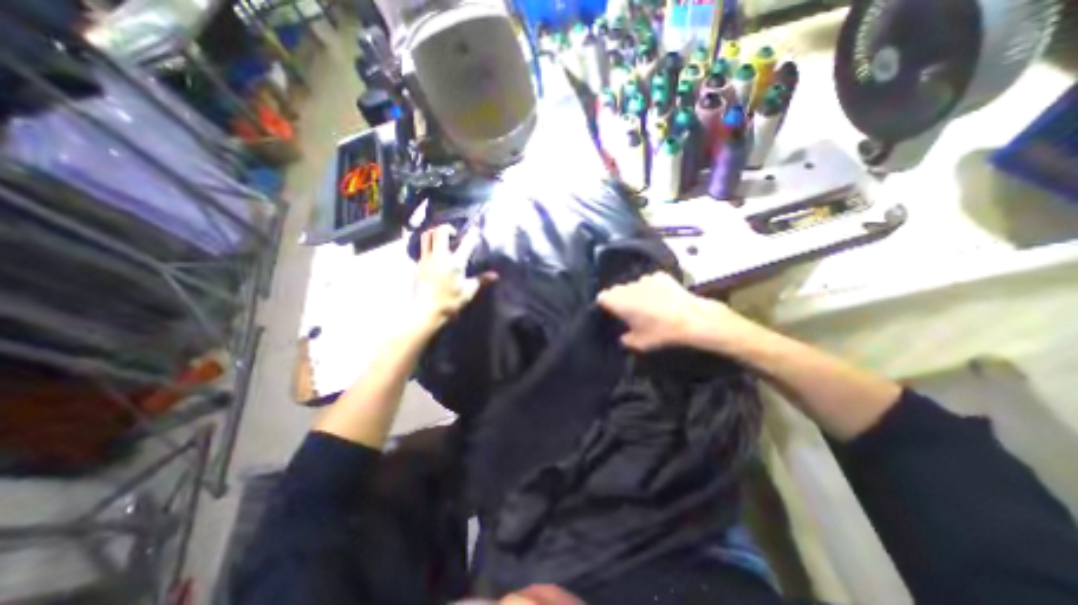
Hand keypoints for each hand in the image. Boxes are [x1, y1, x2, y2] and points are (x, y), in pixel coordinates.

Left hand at [412, 225, 493, 334]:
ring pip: (427, 236)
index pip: (466, 244)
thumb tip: (495, 275)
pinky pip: (422, 247)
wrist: (425, 311)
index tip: (476, 230)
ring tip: (442, 239)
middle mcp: (440, 257)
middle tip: (454, 234)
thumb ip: (481, 280)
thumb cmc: (450, 302)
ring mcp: (426, 259)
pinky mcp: (418, 264)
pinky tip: (434, 253)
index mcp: (455, 263)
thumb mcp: (468, 292)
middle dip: (448, 228)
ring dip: (435, 233)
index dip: (472, 235)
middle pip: (440, 231)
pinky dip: (428, 244)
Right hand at [597, 271, 740, 351]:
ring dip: (636, 293)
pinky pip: (650, 282)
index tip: (612, 314)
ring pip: (633, 285)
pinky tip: (662, 298)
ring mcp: (645, 278)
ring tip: (648, 305)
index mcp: (618, 301)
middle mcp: (628, 286)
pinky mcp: (660, 275)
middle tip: (630, 313)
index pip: (601, 298)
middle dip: (620, 299)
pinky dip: (652, 288)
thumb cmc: (661, 332)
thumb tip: (622, 336)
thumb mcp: (638, 343)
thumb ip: (624, 339)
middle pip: (617, 290)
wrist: (692, 320)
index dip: (605, 306)